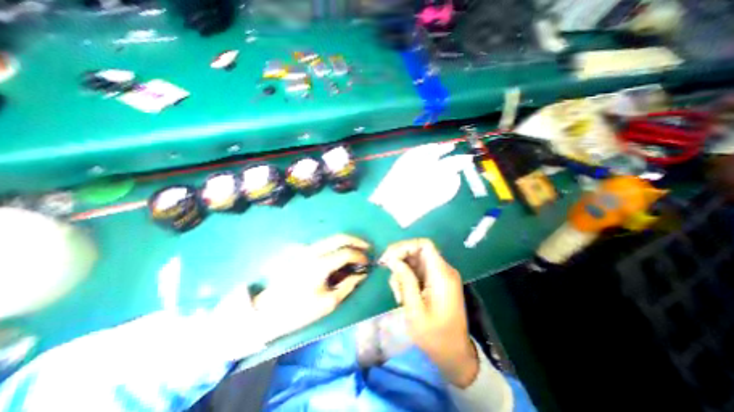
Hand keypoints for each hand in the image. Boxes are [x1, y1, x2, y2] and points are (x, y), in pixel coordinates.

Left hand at [255, 234, 369, 342]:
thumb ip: (348, 286)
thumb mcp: (328, 303)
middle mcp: (313, 251)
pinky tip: (342, 254)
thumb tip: (362, 274)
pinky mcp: (303, 252)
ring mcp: (306, 249)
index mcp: (320, 265)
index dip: (360, 256)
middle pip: (340, 237)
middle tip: (368, 247)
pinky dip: (337, 245)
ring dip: (348, 241)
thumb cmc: (300, 310)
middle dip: (357, 240)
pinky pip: (325, 243)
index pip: (346, 253)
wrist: (269, 310)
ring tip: (358, 249)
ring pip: (332, 238)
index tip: (368, 263)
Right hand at [381, 240, 478, 387]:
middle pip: (418, 251)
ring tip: (398, 294)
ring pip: (415, 260)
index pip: (424, 245)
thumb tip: (392, 259)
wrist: (453, 354)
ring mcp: (440, 275)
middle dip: (400, 259)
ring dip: (402, 272)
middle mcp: (443, 270)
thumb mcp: (415, 310)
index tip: (388, 258)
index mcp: (442, 275)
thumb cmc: (434, 336)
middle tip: (387, 272)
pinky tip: (403, 295)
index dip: (404, 246)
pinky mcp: (436, 281)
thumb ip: (405, 281)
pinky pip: (418, 270)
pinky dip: (407, 278)